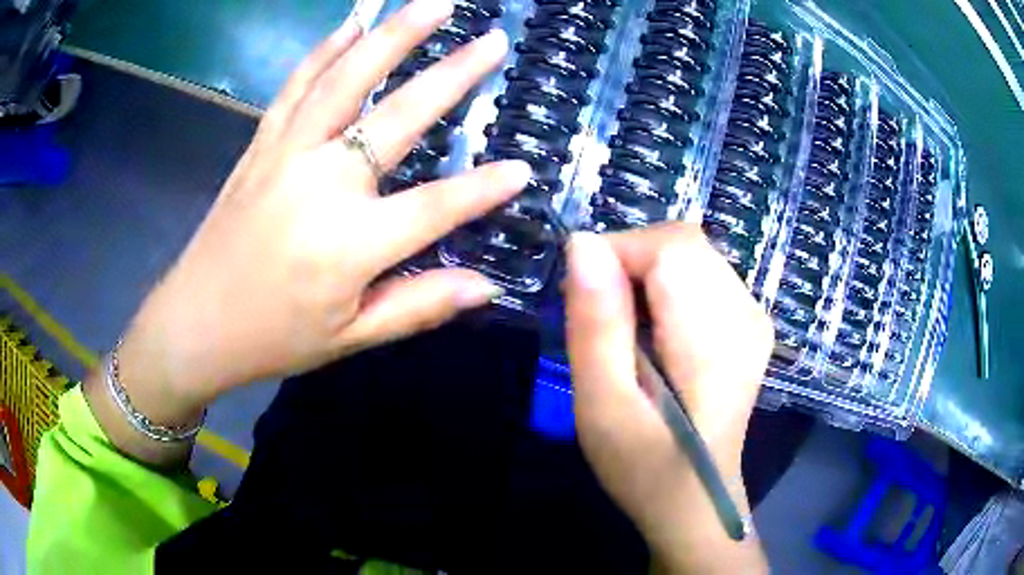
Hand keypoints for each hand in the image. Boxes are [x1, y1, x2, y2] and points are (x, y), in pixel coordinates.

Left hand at [90, 0, 530, 457]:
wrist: (196, 323)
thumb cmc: (274, 337)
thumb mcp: (351, 337)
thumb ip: (418, 305)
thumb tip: (485, 286)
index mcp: (350, 244)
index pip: (435, 207)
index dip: (484, 190)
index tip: (524, 169)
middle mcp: (322, 183)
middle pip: (398, 116)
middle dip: (453, 74)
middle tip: (492, 40)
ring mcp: (287, 153)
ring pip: (346, 79)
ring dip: (392, 35)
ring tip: (432, 4)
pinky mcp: (261, 143)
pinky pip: (297, 85)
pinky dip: (326, 49)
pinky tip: (351, 22)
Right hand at [564, 225, 772, 572]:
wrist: (696, 500)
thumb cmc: (645, 468)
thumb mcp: (603, 407)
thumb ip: (596, 326)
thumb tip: (582, 244)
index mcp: (716, 337)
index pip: (669, 246)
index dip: (617, 255)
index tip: (583, 299)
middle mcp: (747, 313)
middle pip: (682, 243)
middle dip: (630, 264)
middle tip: (603, 322)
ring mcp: (755, 316)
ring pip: (691, 254)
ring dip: (647, 277)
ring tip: (629, 333)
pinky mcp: (750, 323)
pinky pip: (702, 274)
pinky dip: (667, 288)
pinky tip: (657, 334)